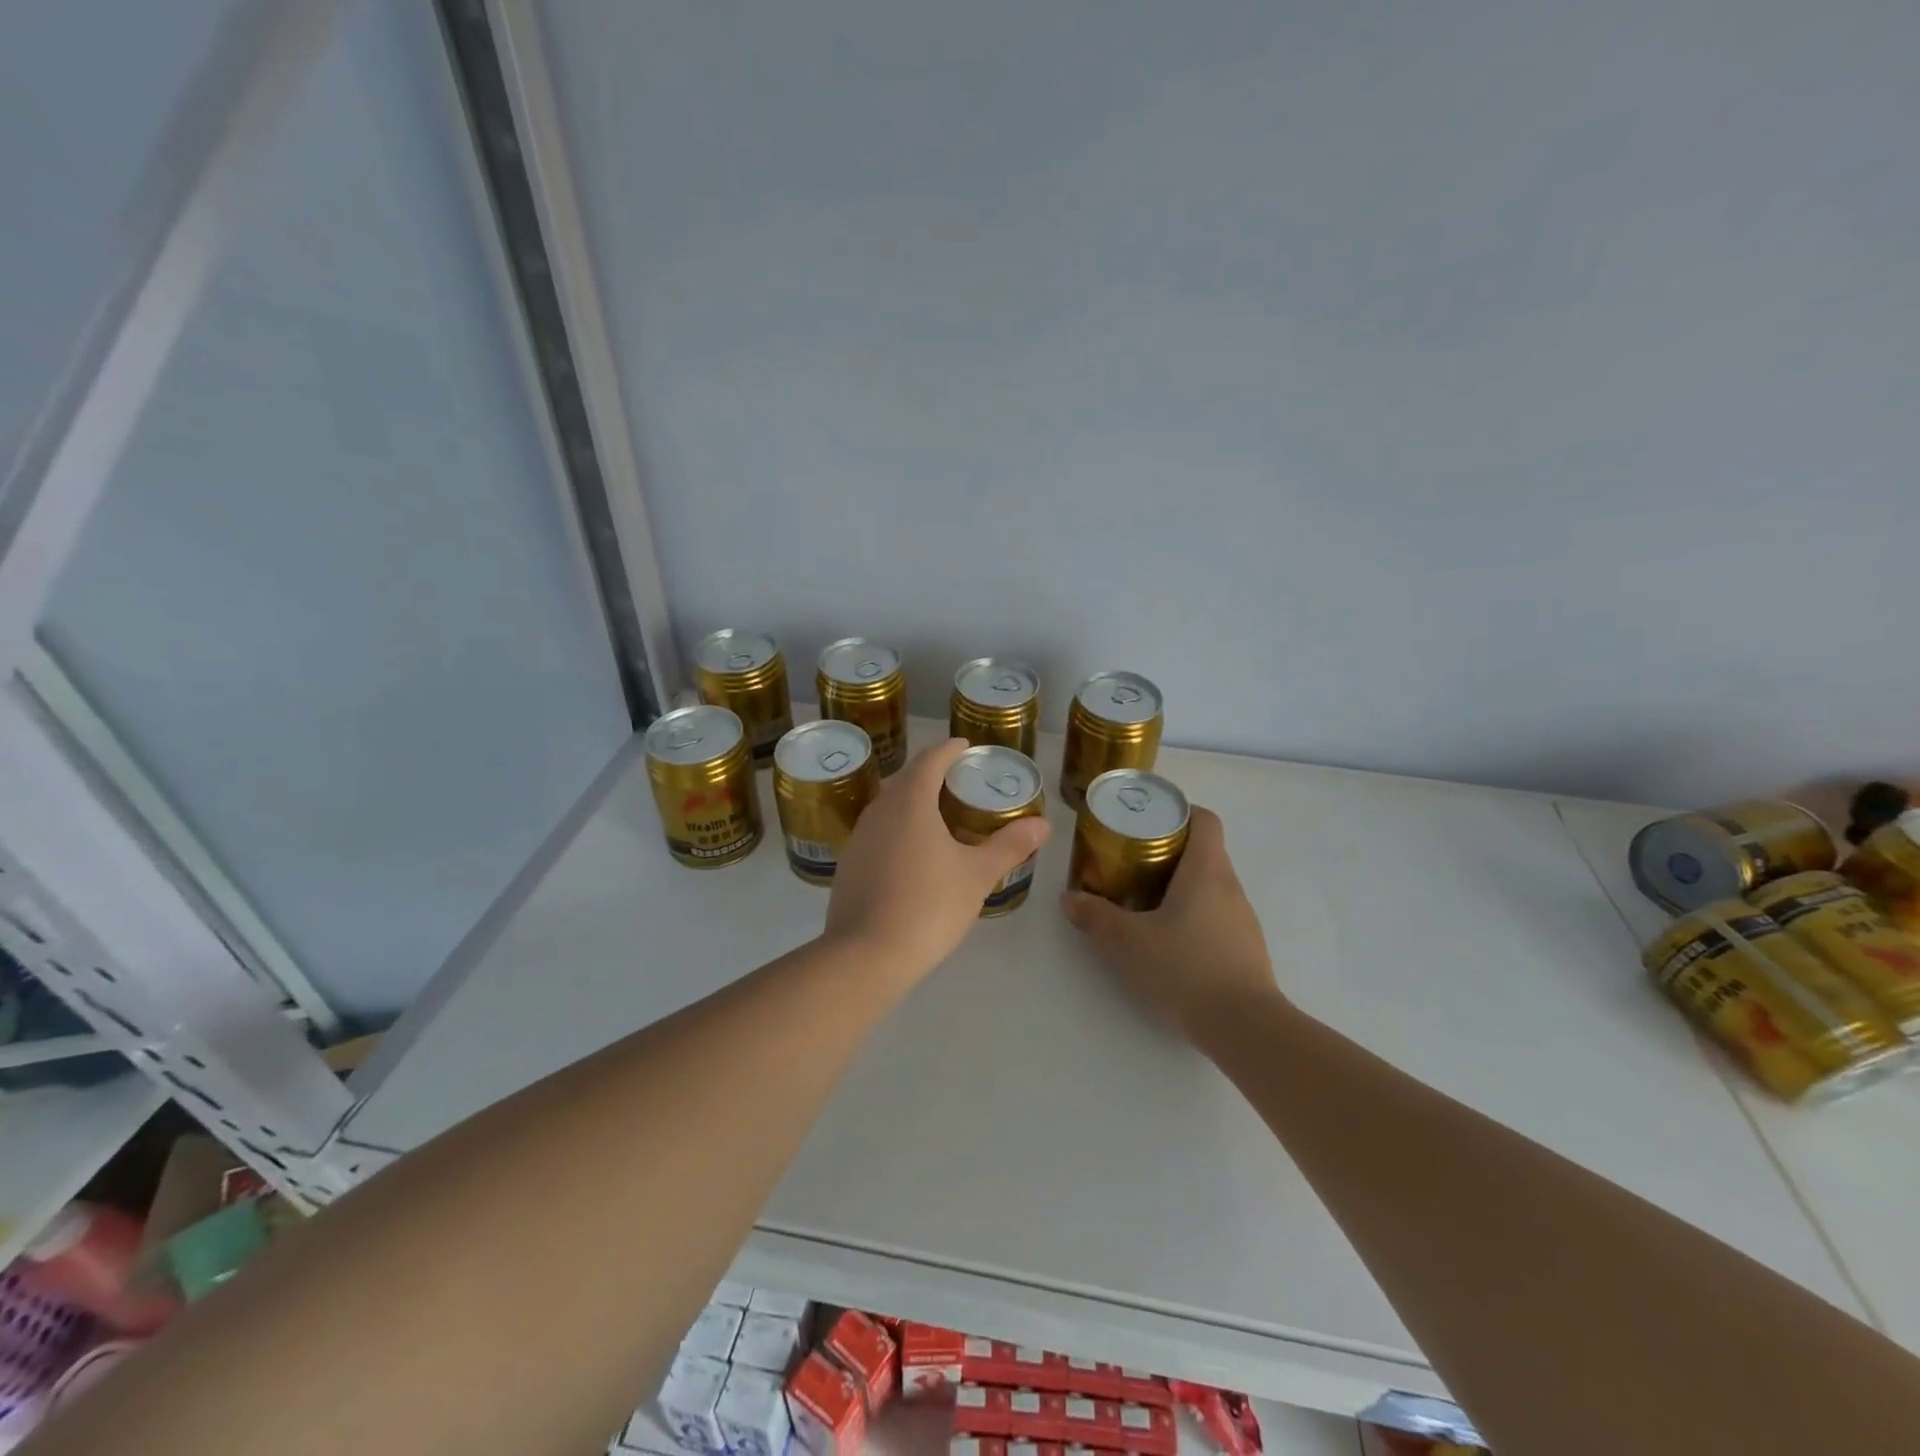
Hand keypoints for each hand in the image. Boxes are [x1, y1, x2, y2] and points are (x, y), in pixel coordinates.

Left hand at [825, 738, 1051, 983]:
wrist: (866, 955)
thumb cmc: (929, 905)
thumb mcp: (977, 875)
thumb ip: (1010, 846)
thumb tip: (1043, 824)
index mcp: (910, 801)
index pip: (930, 760)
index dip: (949, 749)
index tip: (965, 746)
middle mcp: (879, 810)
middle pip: (906, 779)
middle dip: (931, 774)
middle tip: (958, 781)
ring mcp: (859, 837)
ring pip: (888, 806)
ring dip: (912, 801)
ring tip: (937, 815)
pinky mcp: (848, 864)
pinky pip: (877, 832)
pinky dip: (897, 829)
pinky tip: (911, 853)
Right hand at [1060, 806, 1282, 1042]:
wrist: (1244, 1027)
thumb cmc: (1185, 968)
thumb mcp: (1128, 942)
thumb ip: (1096, 917)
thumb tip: (1069, 898)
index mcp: (1207, 871)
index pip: (1205, 820)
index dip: (1180, 812)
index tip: (1148, 821)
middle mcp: (1230, 887)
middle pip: (1204, 851)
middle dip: (1169, 850)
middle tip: (1131, 862)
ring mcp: (1242, 919)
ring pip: (1210, 885)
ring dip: (1180, 885)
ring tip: (1144, 900)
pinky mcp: (1245, 948)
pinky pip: (1217, 914)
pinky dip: (1193, 914)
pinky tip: (1168, 939)